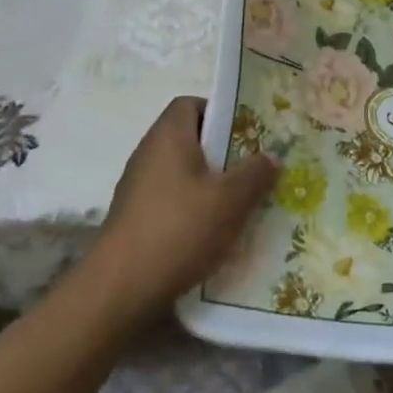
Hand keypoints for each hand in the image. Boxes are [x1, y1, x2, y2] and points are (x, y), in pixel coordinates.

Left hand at [83, 96, 278, 323]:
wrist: (121, 288)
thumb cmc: (179, 228)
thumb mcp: (230, 200)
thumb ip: (255, 174)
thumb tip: (271, 156)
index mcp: (168, 135)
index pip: (191, 103)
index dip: (220, 112)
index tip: (247, 133)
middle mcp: (148, 153)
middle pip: (189, 139)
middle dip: (222, 153)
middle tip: (254, 170)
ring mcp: (138, 186)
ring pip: (182, 172)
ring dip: (210, 184)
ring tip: (240, 204)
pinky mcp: (135, 217)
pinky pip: (171, 200)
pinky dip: (192, 209)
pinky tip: (213, 233)